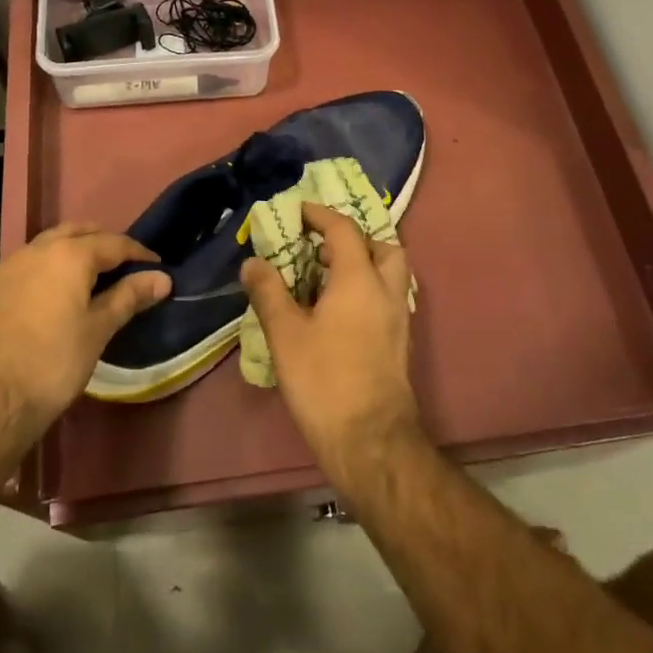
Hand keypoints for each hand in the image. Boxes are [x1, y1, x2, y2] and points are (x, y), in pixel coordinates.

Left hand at [0, 222, 170, 443]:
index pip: (114, 243)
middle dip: (99, 242)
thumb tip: (162, 278)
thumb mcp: (98, 332)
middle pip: (75, 232)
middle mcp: (34, 250)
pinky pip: (14, 270)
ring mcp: (1, 267)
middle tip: (118, 264)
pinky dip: (33, 274)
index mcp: (69, 255)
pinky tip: (35, 298)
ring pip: (41, 248)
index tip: (154, 267)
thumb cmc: (52, 365)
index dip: (138, 253)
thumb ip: (129, 297)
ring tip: (78, 279)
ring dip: (64, 254)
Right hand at [239, 203, 421, 477]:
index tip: (297, 212)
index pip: (344, 229)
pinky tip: (337, 311)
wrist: (370, 440)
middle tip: (322, 248)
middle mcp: (386, 290)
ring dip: (363, 264)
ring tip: (326, 278)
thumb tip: (253, 262)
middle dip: (354, 239)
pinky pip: (386, 298)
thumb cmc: (325, 380)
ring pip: (389, 274)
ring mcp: (398, 318)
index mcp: (359, 279)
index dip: (320, 215)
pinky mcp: (399, 342)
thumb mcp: (285, 334)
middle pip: (382, 246)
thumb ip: (269, 292)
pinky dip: (366, 290)